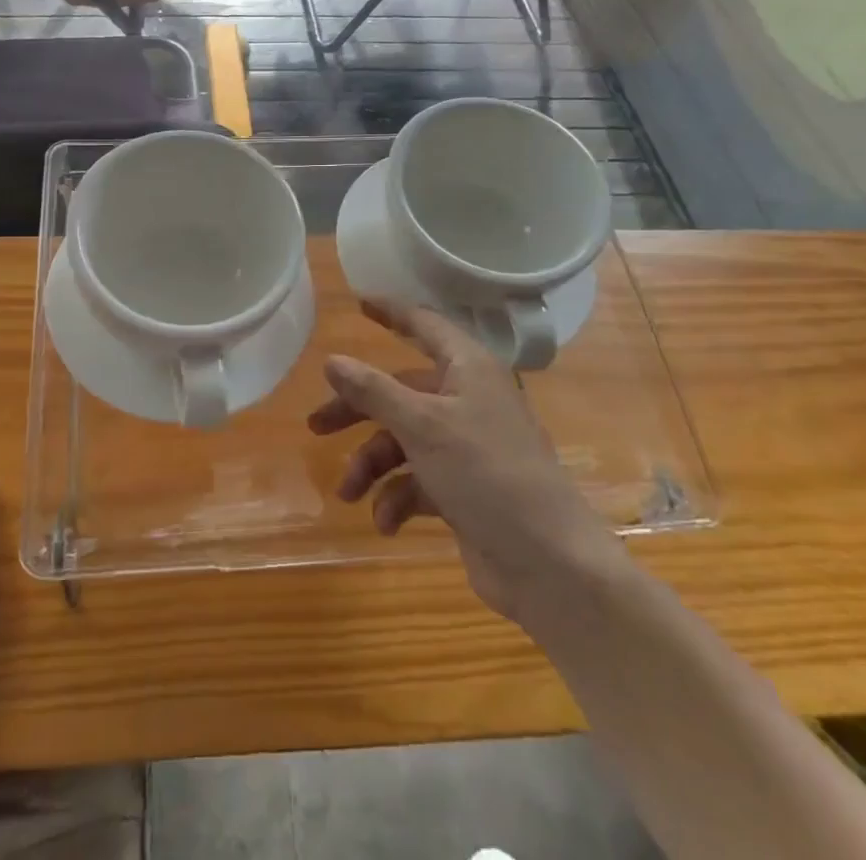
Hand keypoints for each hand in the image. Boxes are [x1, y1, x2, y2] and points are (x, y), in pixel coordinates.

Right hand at [307, 302, 622, 627]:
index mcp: (468, 370)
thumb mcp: (422, 426)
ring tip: (349, 494)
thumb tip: (332, 359)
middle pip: (400, 391)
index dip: (391, 312)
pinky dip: (398, 498)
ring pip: (404, 441)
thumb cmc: (487, 474)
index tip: (359, 302)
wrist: (549, 564)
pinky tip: (386, 522)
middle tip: (316, 426)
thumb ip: (374, 390)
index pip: (424, 325)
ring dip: (373, 466)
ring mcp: (468, 447)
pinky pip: (418, 481)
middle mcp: (468, 400)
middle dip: (358, 411)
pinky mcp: (465, 489)